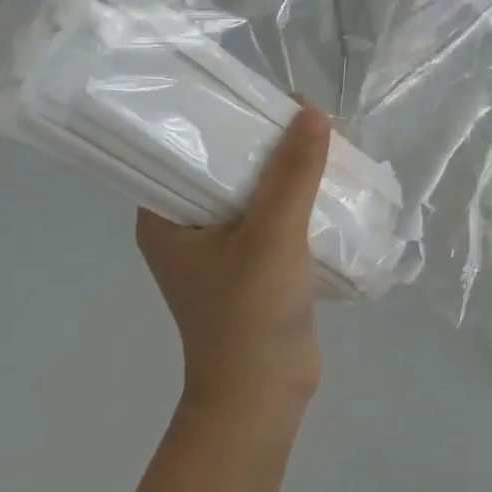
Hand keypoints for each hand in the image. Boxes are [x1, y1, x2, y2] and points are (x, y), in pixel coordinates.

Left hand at [136, 103, 330, 417]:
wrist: (265, 397)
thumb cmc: (250, 315)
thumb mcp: (273, 234)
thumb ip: (293, 173)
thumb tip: (312, 111)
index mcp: (164, 217)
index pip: (184, 146)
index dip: (221, 115)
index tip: (262, 94)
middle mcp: (186, 226)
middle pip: (225, 165)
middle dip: (265, 141)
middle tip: (304, 115)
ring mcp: (220, 247)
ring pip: (254, 190)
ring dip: (286, 169)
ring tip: (322, 139)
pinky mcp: (252, 263)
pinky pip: (273, 214)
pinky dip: (297, 197)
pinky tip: (327, 180)